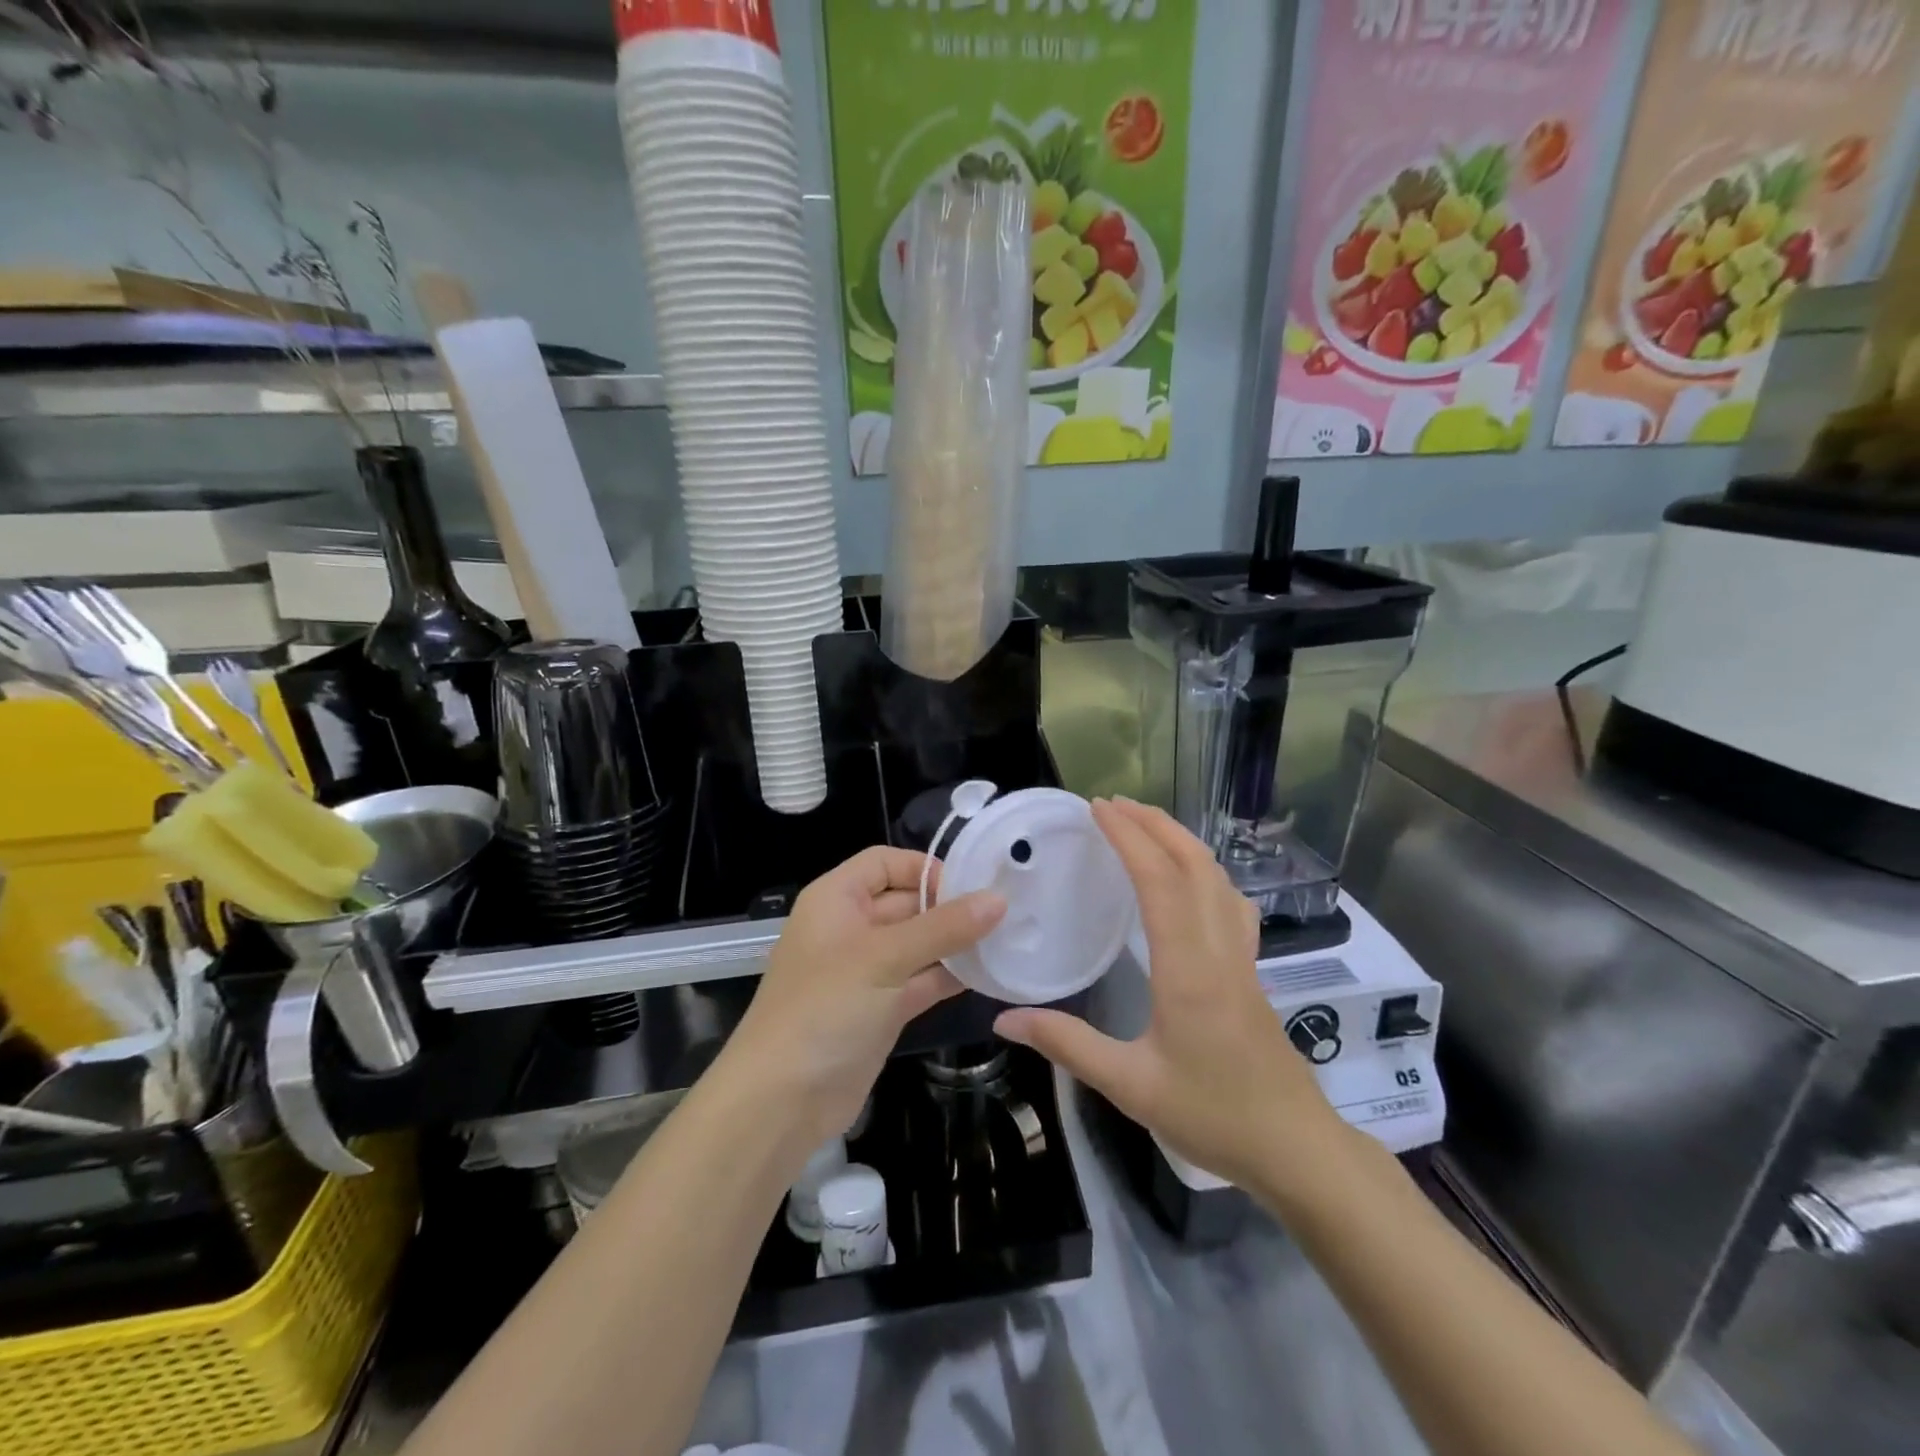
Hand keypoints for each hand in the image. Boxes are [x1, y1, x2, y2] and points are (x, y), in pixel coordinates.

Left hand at [724, 845, 1005, 1154]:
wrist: (781, 1101)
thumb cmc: (826, 1008)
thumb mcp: (885, 958)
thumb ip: (944, 927)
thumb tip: (998, 899)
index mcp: (836, 899)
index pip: (885, 863)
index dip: (925, 868)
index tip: (971, 886)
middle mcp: (850, 927)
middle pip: (906, 901)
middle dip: (951, 907)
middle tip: (1006, 913)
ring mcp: (866, 971)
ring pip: (918, 944)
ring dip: (956, 944)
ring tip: (1007, 940)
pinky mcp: (881, 1009)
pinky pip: (921, 980)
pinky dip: (949, 977)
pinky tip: (989, 974)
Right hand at [995, 798, 1345, 1193]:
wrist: (1296, 1148)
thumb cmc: (1213, 1115)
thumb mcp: (1131, 1085)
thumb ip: (1068, 1044)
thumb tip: (1004, 1019)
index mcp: (1188, 969)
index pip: (1160, 881)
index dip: (1129, 838)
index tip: (1097, 809)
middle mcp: (1219, 949)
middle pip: (1194, 864)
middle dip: (1154, 825)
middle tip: (1113, 804)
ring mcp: (1242, 956)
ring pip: (1217, 878)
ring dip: (1181, 841)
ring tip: (1145, 826)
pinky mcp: (1252, 969)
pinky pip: (1229, 901)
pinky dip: (1204, 870)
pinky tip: (1190, 879)